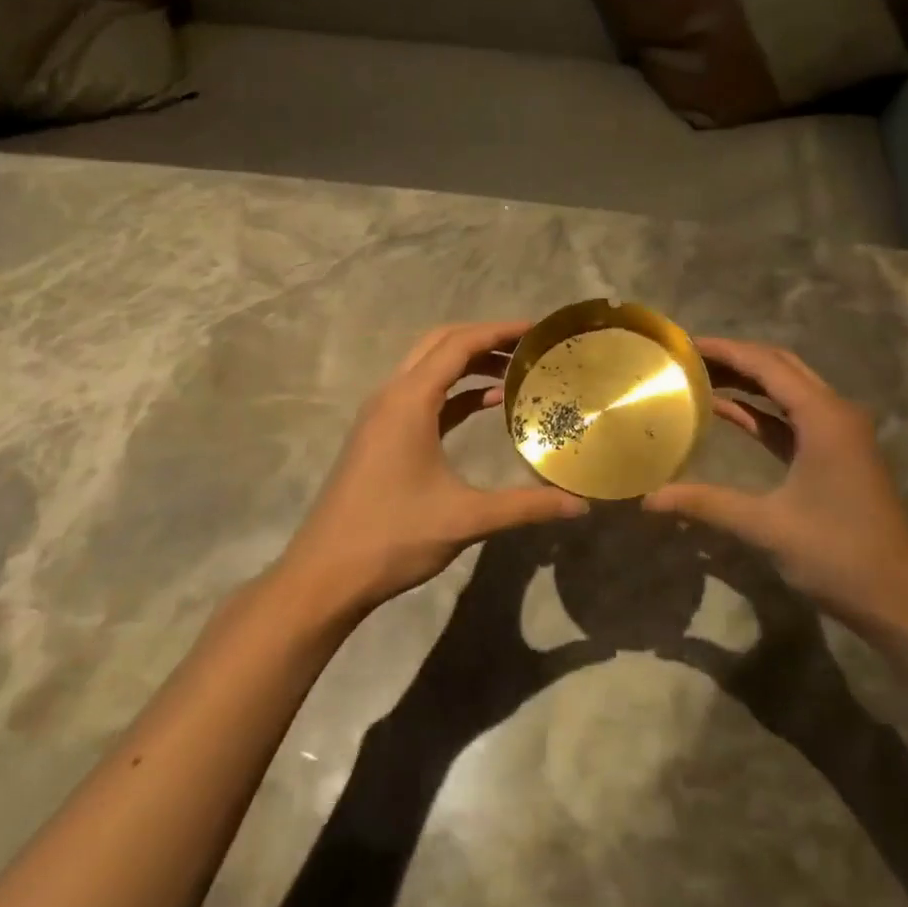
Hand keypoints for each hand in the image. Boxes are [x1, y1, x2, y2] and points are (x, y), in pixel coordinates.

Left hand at [283, 322, 587, 616]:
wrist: (325, 575)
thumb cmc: (394, 537)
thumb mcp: (467, 518)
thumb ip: (527, 506)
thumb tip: (582, 506)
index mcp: (409, 401)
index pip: (458, 344)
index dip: (499, 331)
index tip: (537, 331)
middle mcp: (391, 396)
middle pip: (440, 344)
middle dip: (484, 339)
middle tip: (528, 347)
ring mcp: (381, 416)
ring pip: (428, 368)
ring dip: (468, 363)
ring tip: (515, 372)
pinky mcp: (379, 436)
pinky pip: (421, 396)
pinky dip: (454, 391)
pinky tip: (485, 405)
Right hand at [644, 337, 907, 626]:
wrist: (895, 597)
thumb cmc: (835, 554)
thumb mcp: (765, 526)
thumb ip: (705, 503)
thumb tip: (648, 499)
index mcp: (824, 417)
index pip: (767, 365)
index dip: (725, 351)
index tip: (685, 346)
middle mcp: (835, 413)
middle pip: (780, 368)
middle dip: (735, 359)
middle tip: (688, 358)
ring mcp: (838, 433)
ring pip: (787, 390)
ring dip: (747, 382)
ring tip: (698, 377)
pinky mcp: (835, 454)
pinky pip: (791, 418)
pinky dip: (759, 411)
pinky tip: (724, 411)